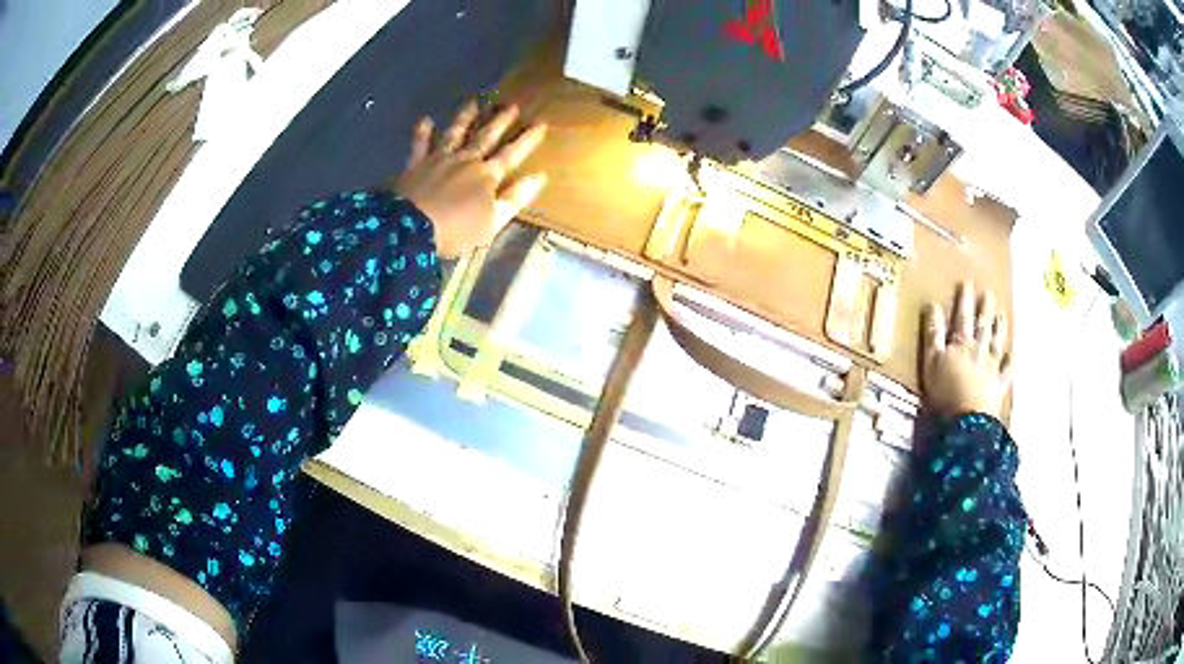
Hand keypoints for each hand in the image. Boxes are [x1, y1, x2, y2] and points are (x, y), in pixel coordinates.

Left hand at [394, 102, 547, 258]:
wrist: (411, 228)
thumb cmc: (456, 230)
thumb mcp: (493, 221)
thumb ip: (515, 198)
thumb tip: (538, 177)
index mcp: (487, 176)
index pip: (511, 154)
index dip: (526, 140)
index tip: (540, 124)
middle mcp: (465, 160)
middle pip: (486, 137)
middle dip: (500, 121)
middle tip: (512, 105)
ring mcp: (439, 159)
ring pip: (455, 133)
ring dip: (465, 117)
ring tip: (473, 102)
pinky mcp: (416, 164)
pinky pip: (420, 144)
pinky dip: (422, 132)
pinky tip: (426, 119)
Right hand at [921, 282, 1011, 420]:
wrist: (968, 420)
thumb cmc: (945, 391)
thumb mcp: (931, 361)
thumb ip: (933, 333)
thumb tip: (933, 304)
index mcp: (961, 343)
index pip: (963, 316)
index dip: (965, 299)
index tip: (968, 283)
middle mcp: (979, 350)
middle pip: (983, 326)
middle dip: (985, 309)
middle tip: (990, 293)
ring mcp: (991, 367)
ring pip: (997, 343)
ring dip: (1000, 328)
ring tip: (1003, 315)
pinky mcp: (998, 386)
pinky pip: (1006, 371)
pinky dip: (1009, 362)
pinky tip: (1012, 355)